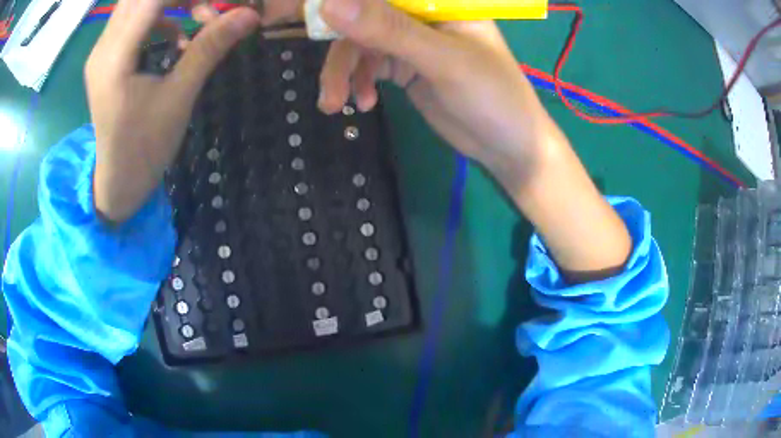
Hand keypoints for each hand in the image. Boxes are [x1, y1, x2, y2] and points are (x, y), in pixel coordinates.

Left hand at [86, 0, 263, 222]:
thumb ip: (209, 48)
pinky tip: (177, 37)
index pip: (152, 0)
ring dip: (170, 3)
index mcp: (115, 57)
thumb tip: (249, 14)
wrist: (118, 181)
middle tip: (208, 8)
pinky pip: (133, 20)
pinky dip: (160, 16)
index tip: (215, 4)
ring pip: (136, 3)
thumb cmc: (145, 147)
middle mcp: (102, 47)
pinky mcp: (106, 58)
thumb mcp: (179, 98)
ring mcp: (101, 52)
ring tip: (198, 17)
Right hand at [317, 0, 563, 181]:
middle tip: (325, 82)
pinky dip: (359, 82)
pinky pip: (369, 64)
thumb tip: (330, 4)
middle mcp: (423, 13)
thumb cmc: (492, 97)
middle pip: (364, 15)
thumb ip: (389, 30)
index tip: (314, 17)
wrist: (507, 147)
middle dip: (340, 48)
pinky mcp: (405, 65)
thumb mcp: (442, 60)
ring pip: (360, 43)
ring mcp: (412, 39)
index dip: (345, 3)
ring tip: (336, 103)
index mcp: (440, 0)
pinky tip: (364, 103)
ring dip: (343, 73)